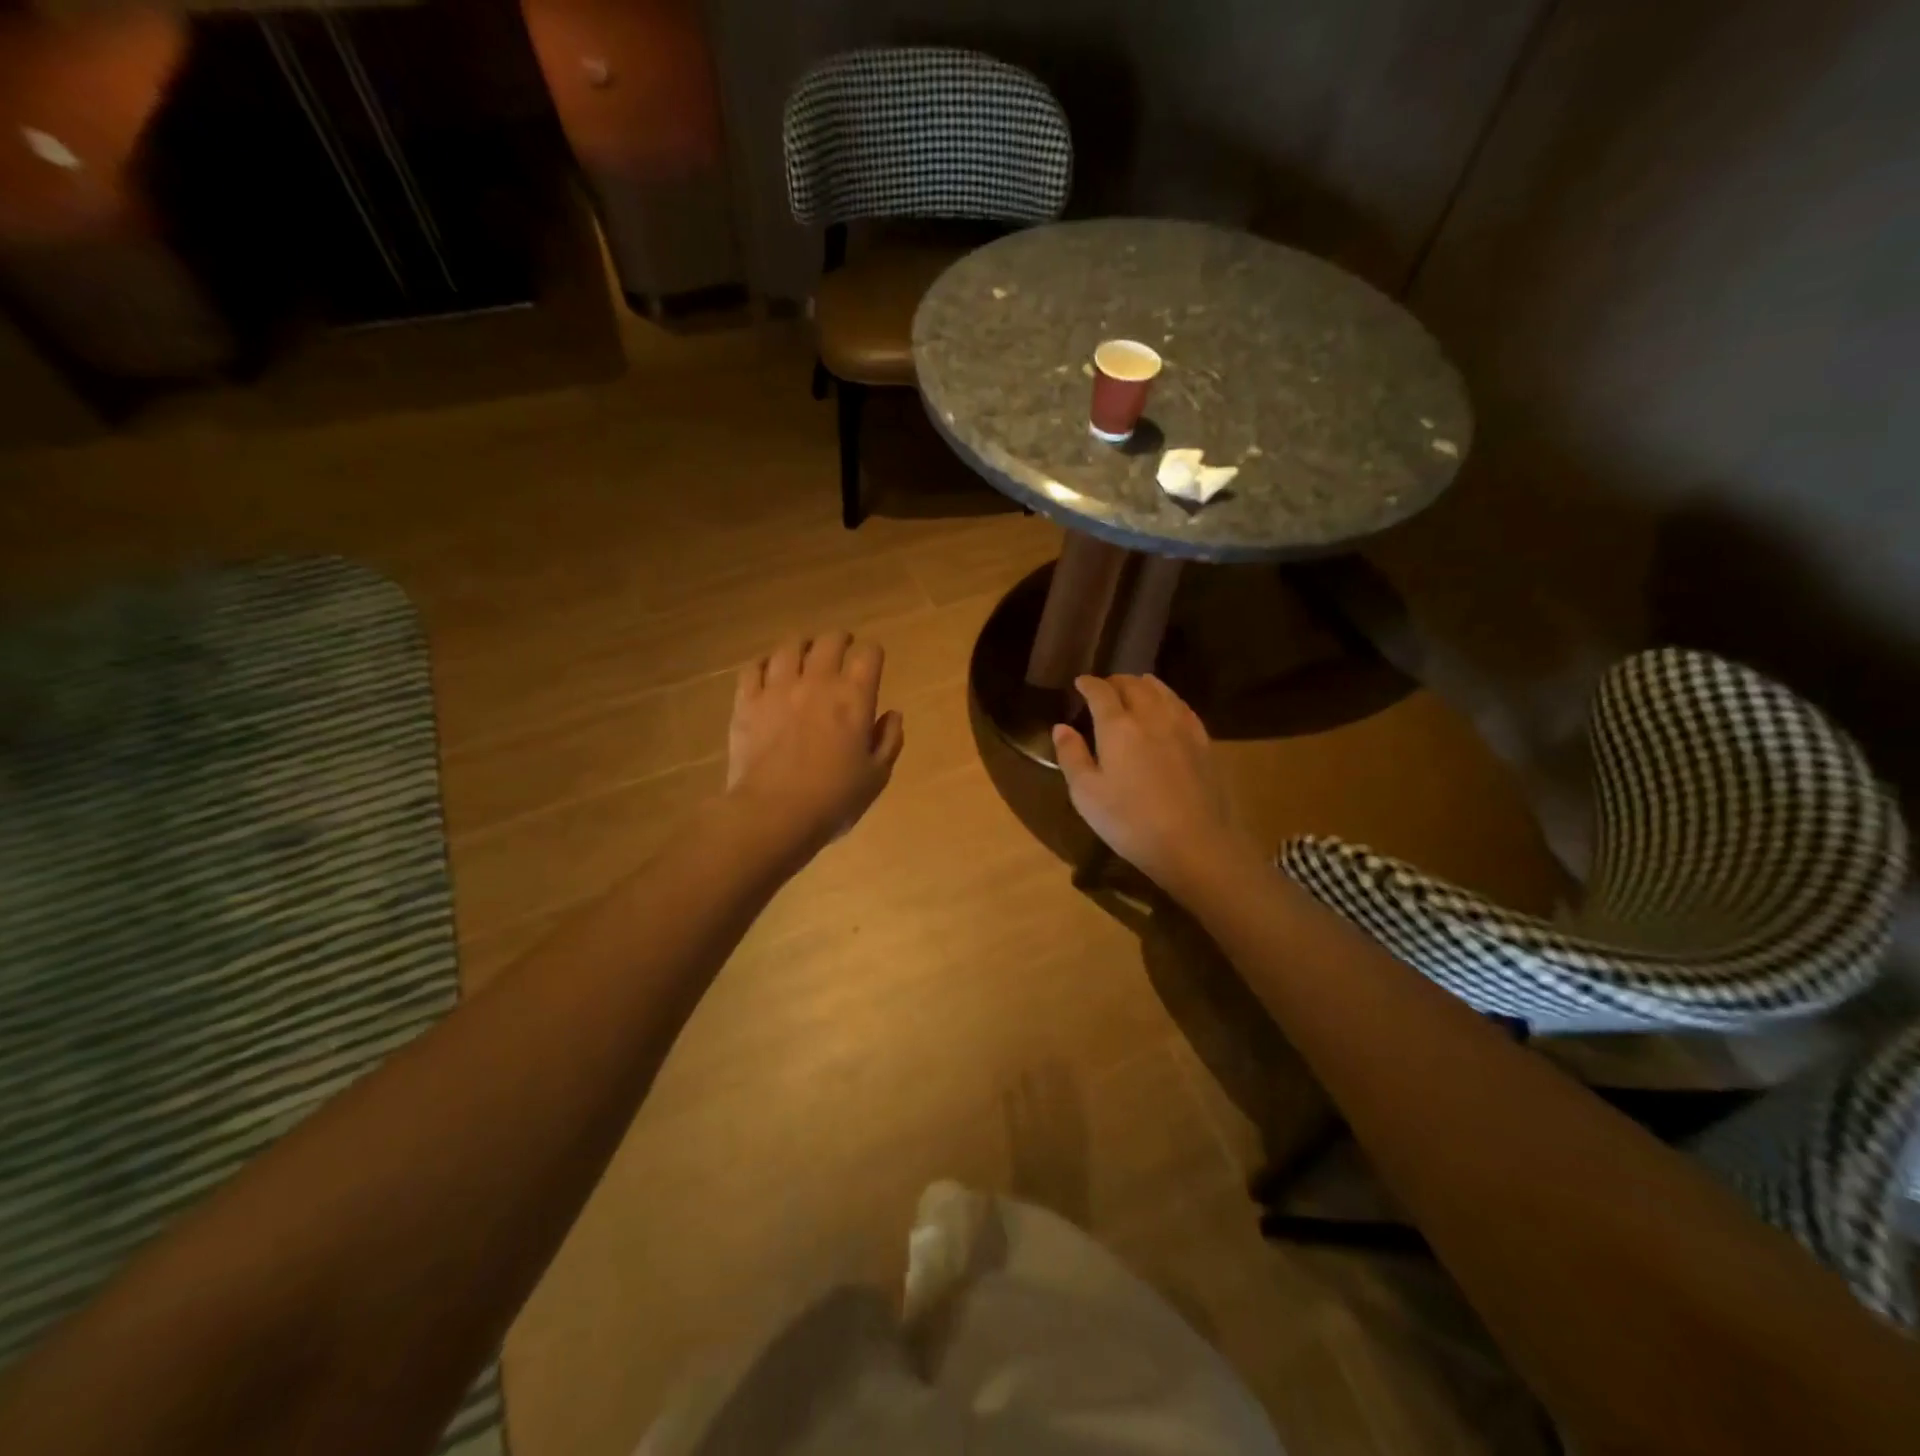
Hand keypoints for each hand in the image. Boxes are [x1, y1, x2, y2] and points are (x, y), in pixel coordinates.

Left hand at [726, 634, 904, 861]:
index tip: (872, 659)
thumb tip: (893, 714)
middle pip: (829, 641)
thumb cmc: (833, 799)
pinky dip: (764, 664)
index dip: (873, 653)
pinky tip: (768, 671)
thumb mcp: (876, 776)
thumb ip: (889, 740)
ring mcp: (778, 688)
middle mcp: (817, 682)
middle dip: (839, 639)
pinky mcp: (747, 702)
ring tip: (804, 652)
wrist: (774, 813)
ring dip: (801, 645)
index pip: (869, 655)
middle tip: (841, 646)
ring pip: (789, 647)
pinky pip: (753, 668)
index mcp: (854, 698)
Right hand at [1052, 674, 1253, 893]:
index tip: (1080, 682)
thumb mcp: (1086, 794)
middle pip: (1133, 685)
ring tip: (1135, 687)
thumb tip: (1061, 727)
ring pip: (1162, 691)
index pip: (1100, 692)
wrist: (1194, 844)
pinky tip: (1168, 707)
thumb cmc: (1130, 821)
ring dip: (1144, 685)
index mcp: (1117, 726)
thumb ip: (1071, 756)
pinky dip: (1169, 698)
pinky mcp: (1203, 742)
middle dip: (1115, 681)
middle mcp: (1151, 716)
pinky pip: (1183, 707)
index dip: (1088, 684)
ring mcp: (1182, 727)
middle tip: (1104, 687)